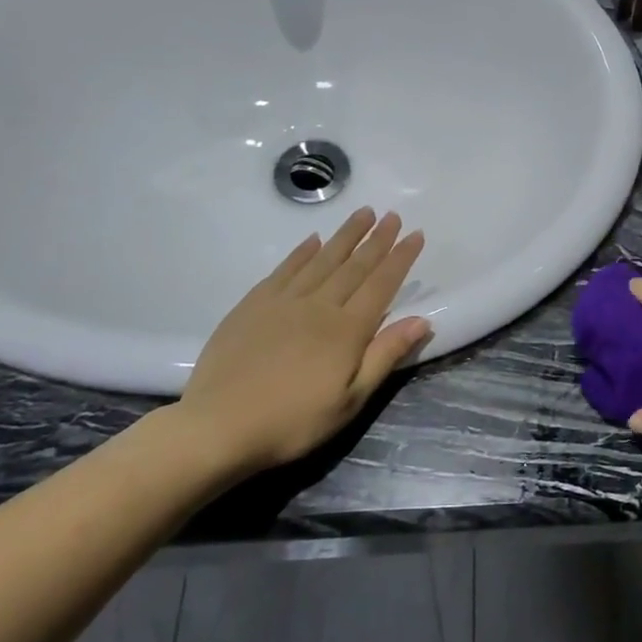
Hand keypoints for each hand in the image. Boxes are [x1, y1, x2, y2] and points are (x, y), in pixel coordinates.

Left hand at [171, 208, 429, 478]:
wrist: (219, 427)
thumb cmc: (294, 421)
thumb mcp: (351, 400)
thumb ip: (385, 356)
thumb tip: (421, 320)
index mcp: (347, 330)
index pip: (381, 285)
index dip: (400, 259)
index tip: (415, 234)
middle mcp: (318, 306)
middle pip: (354, 266)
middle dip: (376, 240)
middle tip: (392, 215)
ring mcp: (282, 302)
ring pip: (321, 260)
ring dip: (344, 236)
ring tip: (362, 214)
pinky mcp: (252, 306)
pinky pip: (284, 270)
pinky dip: (301, 252)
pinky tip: (312, 240)